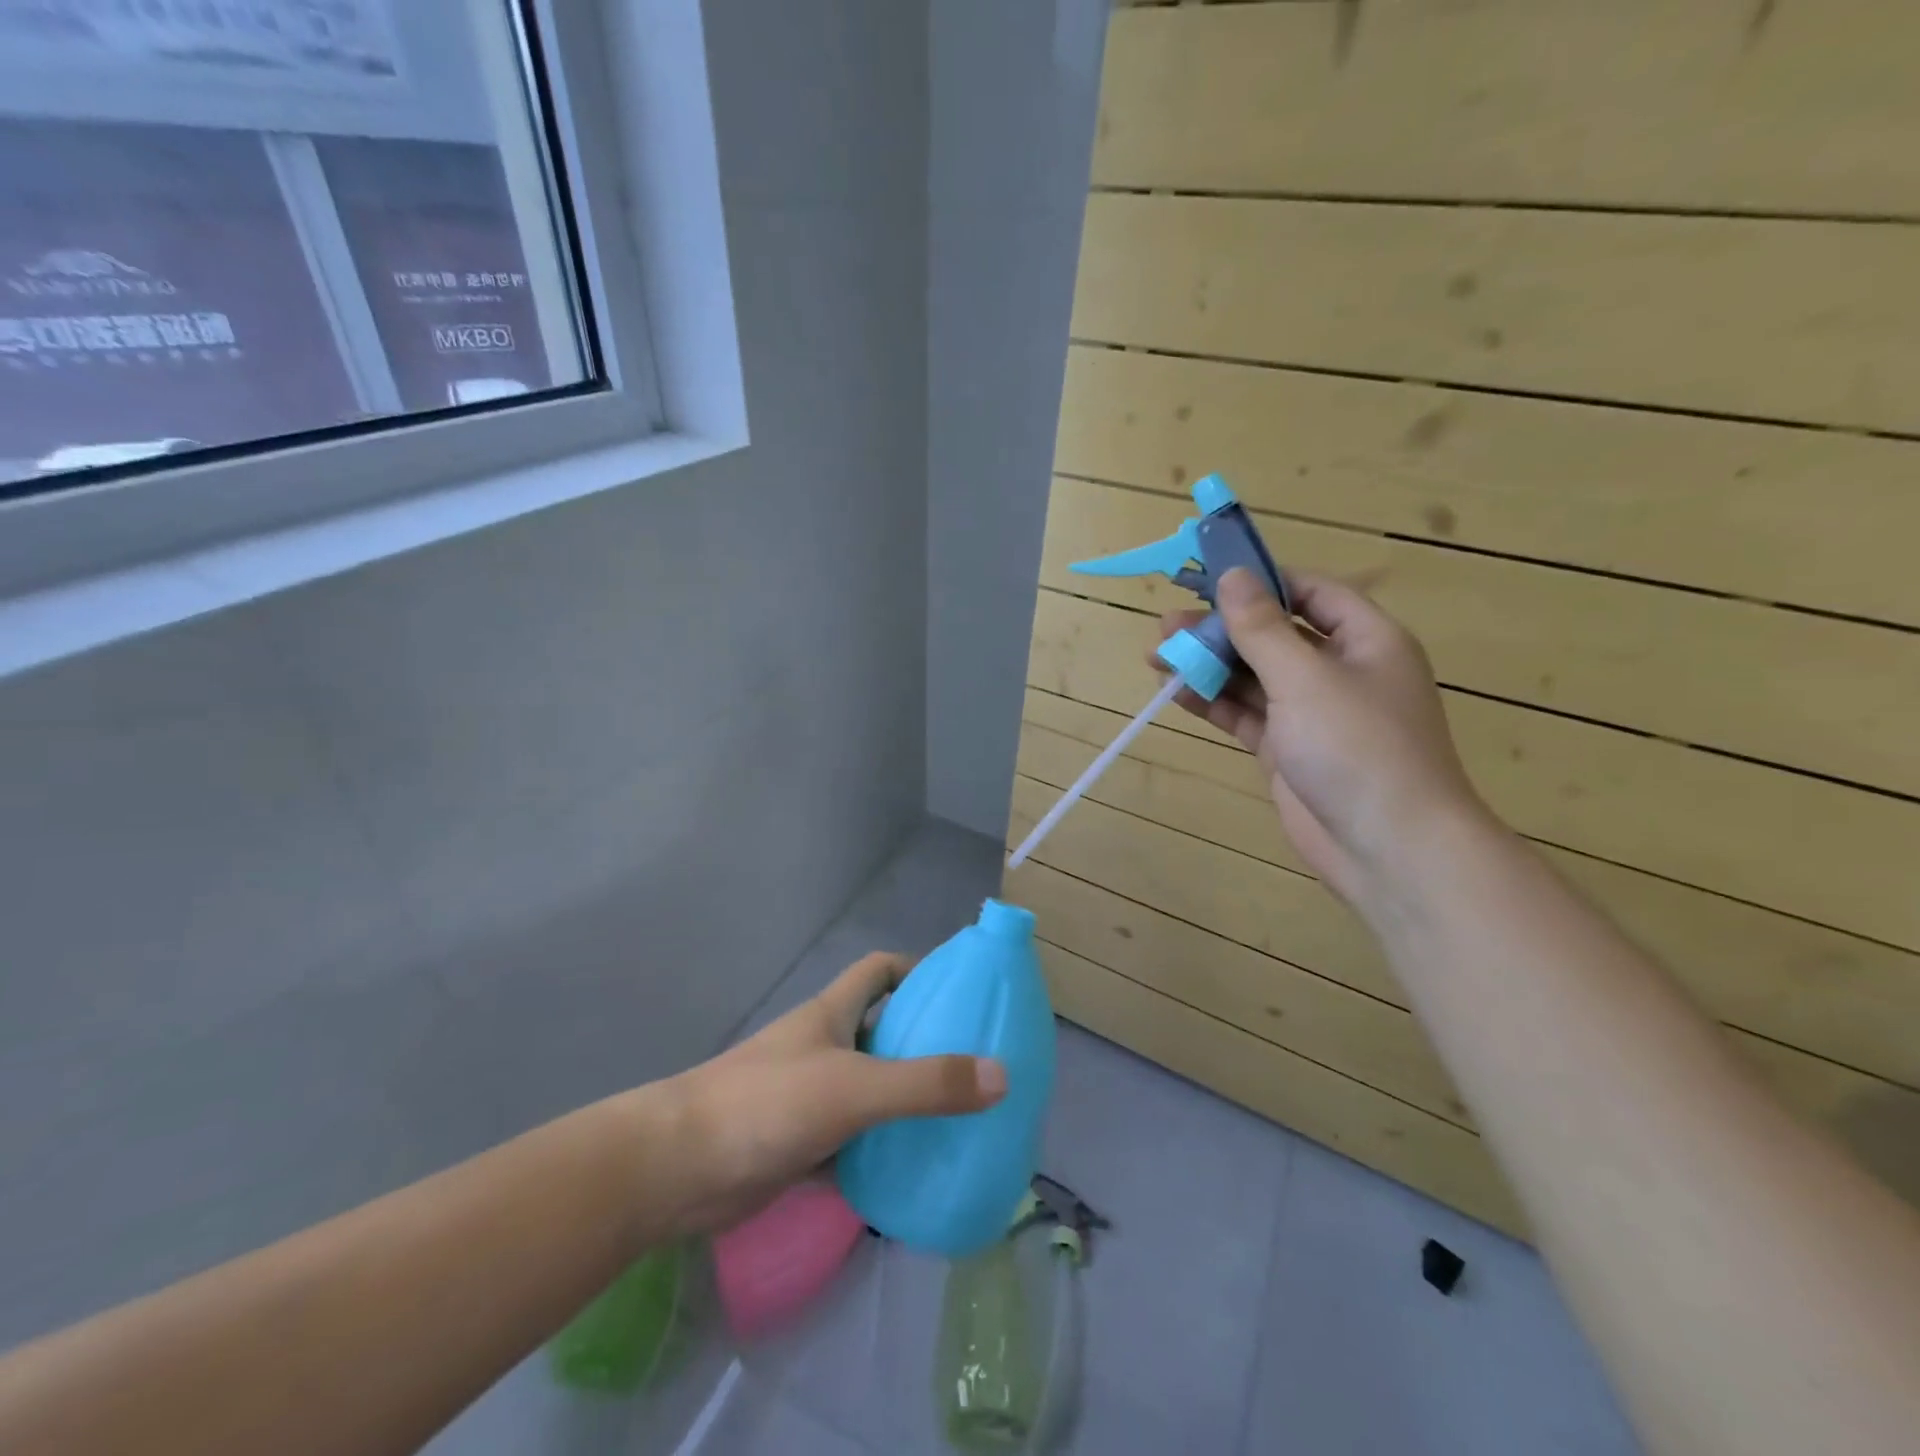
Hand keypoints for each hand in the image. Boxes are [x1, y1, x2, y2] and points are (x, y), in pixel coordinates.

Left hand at [657, 953, 1006, 1233]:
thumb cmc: (768, 1104)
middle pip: (882, 1032)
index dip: (918, 971)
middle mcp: (824, 1047)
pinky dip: (880, 1153)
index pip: (880, 971)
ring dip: (906, 1103)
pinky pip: (853, 1142)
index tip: (960, 992)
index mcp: (833, 1014)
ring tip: (961, 1121)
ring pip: (870, 1090)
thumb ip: (926, 1084)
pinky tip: (914, 1173)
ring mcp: (810, 1097)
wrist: (676, 1170)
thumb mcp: (854, 1088)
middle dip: (925, 1044)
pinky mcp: (799, 1145)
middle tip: (978, 1066)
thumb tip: (1002, 1075)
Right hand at [1157, 568, 1484, 905]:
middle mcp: (1340, 671)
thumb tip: (1232, 576)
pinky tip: (1176, 693)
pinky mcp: (1288, 750)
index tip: (1209, 580)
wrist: (1387, 846)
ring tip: (1157, 656)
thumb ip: (1262, 628)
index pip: (1311, 593)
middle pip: (1274, 635)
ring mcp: (1312, 714)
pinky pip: (1246, 715)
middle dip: (1221, 629)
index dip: (1262, 582)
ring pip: (1254, 677)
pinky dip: (1213, 703)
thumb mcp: (1305, 677)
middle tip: (1167, 625)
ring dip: (1209, 665)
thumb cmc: (1356, 746)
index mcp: (1365, 640)